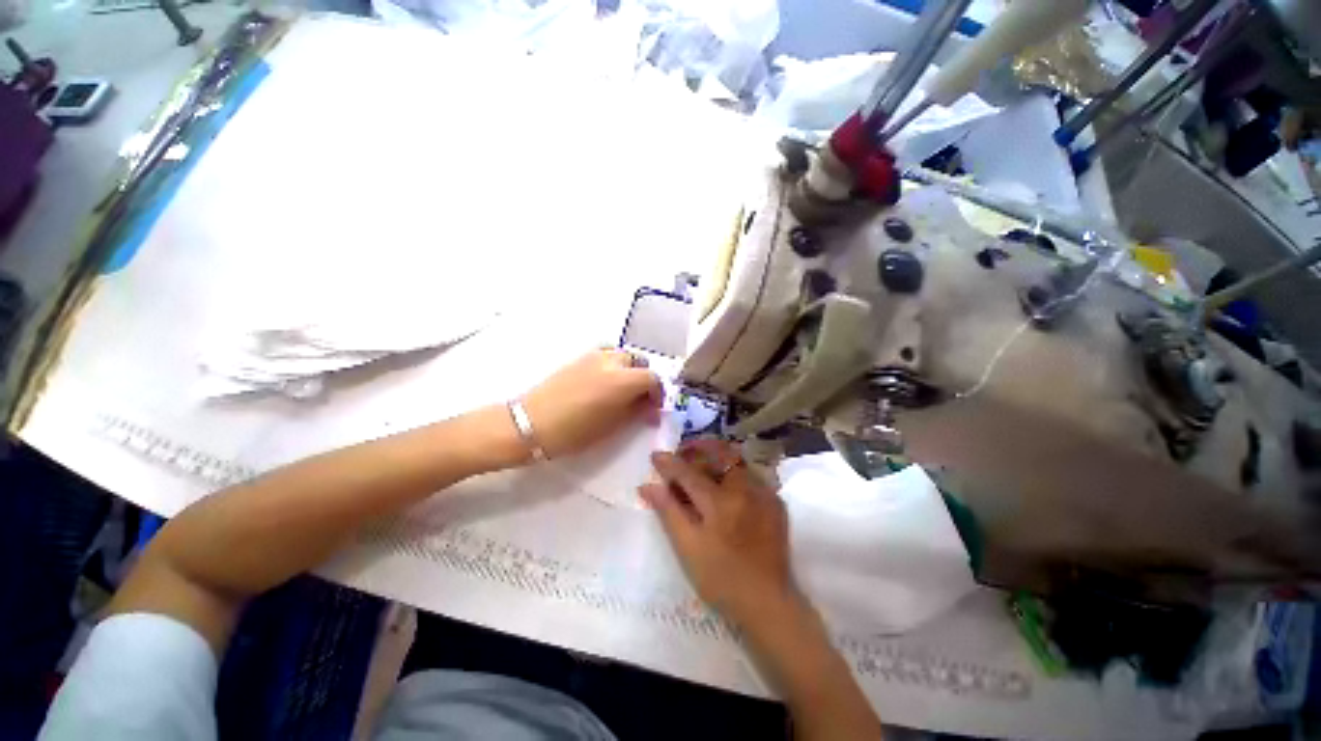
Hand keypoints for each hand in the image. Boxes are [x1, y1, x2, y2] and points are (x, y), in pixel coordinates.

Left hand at [522, 349, 662, 458]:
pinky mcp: (579, 358)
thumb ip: (635, 411)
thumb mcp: (612, 427)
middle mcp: (611, 362)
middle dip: (644, 379)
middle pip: (639, 362)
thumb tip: (647, 404)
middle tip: (640, 399)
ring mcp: (593, 356)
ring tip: (623, 390)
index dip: (657, 393)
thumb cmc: (574, 432)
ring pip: (622, 356)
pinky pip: (605, 355)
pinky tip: (605, 383)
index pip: (652, 378)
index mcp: (622, 380)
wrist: (531, 424)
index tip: (653, 408)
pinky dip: (613, 366)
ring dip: (629, 370)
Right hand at [640, 439, 797, 624]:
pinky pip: (751, 476)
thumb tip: (647, 486)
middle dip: (697, 451)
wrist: (767, 603)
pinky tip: (726, 484)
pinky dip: (735, 473)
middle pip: (717, 456)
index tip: (655, 456)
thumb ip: (668, 511)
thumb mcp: (687, 547)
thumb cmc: (720, 579)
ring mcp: (764, 494)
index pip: (688, 473)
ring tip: (701, 467)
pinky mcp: (776, 503)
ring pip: (736, 463)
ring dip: (716, 459)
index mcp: (719, 502)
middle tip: (681, 456)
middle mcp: (744, 489)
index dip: (670, 463)